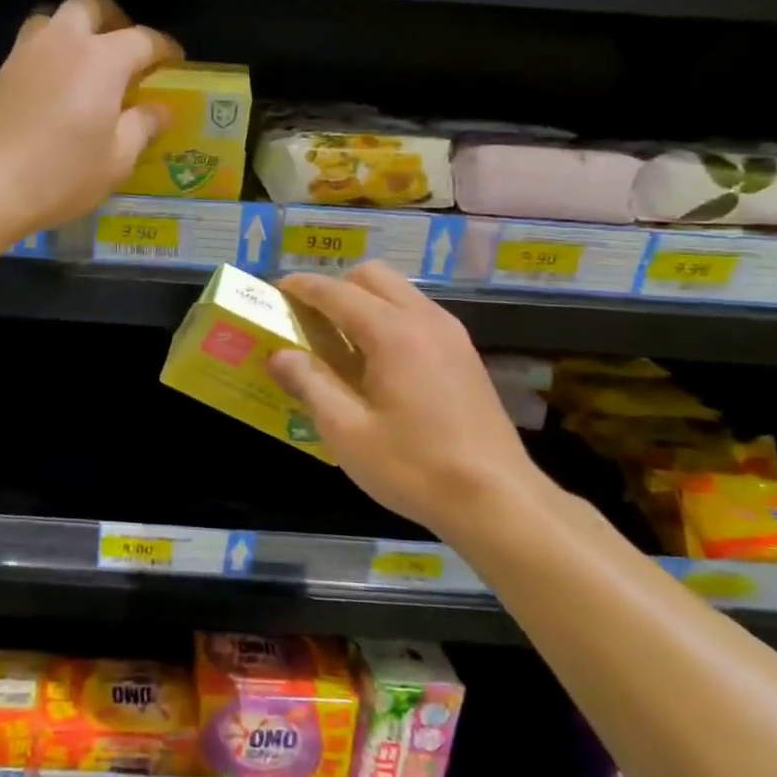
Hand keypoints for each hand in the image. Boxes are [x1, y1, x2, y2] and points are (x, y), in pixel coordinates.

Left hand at [0, 0, 181, 238]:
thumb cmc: (60, 175)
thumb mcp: (116, 160)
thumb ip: (142, 127)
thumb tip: (161, 109)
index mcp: (102, 59)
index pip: (143, 39)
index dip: (164, 49)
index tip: (175, 63)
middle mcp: (64, 42)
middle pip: (93, 6)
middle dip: (116, 21)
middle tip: (128, 54)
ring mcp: (27, 53)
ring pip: (57, 18)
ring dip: (78, 30)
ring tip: (90, 66)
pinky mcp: (1, 72)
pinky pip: (34, 43)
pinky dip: (53, 52)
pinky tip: (59, 87)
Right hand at [268, 263, 553, 539]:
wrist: (499, 500)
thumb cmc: (415, 467)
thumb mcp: (347, 432)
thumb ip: (310, 384)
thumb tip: (279, 355)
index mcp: (393, 333)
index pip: (337, 292)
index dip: (302, 287)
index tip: (276, 290)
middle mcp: (425, 320)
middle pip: (373, 276)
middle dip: (336, 287)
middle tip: (310, 320)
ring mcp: (451, 335)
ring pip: (399, 293)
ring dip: (364, 302)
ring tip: (338, 342)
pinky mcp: (465, 355)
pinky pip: (417, 315)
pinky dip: (388, 319)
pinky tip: (376, 364)